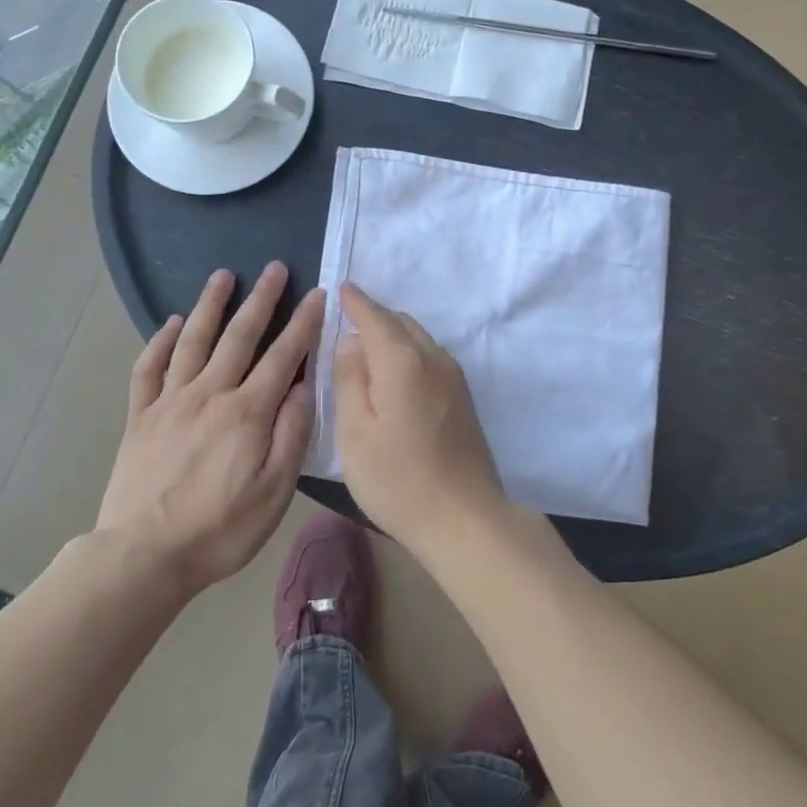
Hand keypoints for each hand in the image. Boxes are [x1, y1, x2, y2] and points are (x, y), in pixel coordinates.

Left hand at [95, 263, 322, 596]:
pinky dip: (159, 341)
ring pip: (193, 340)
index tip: (316, 294)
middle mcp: (210, 394)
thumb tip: (304, 387)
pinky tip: (169, 323)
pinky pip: (149, 368)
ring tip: (222, 275)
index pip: (283, 355)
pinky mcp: (141, 415)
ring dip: (209, 305)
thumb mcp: (274, 492)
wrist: (142, 556)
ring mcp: (171, 401)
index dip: (303, 323)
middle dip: (260, 299)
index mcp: (248, 412)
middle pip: (239, 335)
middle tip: (274, 267)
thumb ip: (292, 435)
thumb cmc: (219, 530)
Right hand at [331, 282, 508, 557]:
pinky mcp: (463, 396)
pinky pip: (430, 356)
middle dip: (374, 316)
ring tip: (366, 349)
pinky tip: (394, 375)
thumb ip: (348, 380)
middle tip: (347, 323)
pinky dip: (408, 352)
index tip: (342, 288)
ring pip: (418, 338)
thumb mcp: (354, 432)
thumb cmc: (398, 479)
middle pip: (400, 322)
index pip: (375, 316)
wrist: (464, 518)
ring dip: (393, 334)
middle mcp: (432, 357)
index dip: (356, 302)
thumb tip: (350, 343)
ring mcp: (453, 376)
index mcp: (402, 360)